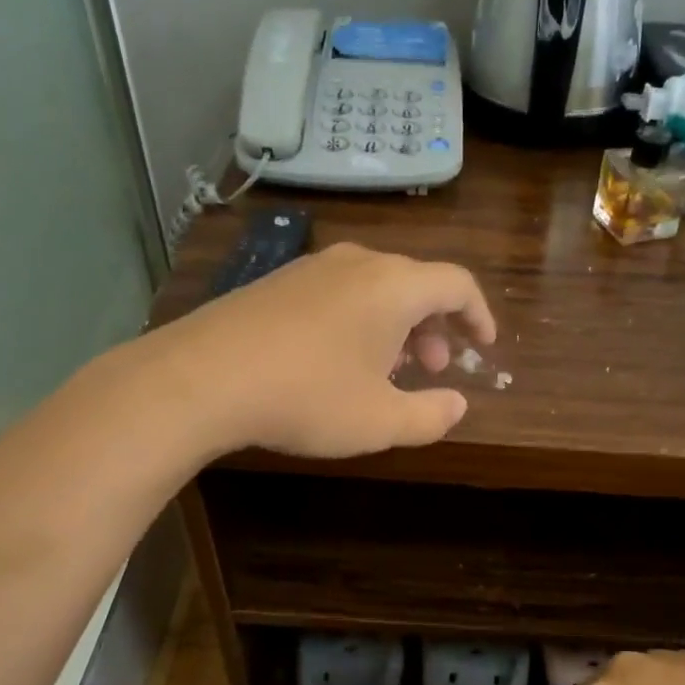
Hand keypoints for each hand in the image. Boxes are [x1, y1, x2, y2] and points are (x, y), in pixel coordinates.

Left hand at [150, 242, 495, 459]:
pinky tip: (339, 361)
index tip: (483, 346)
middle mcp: (357, 263)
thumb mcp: (380, 421)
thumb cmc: (307, 397)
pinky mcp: (278, 282)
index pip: (457, 285)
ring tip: (388, 369)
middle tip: (433, 368)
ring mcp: (312, 267)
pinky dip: (360, 321)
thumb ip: (431, 415)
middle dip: (436, 327)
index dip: (479, 315)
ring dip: (397, 326)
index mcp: (394, 286)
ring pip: (376, 288)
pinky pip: (339, 293)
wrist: (201, 378)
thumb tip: (457, 406)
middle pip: (416, 283)